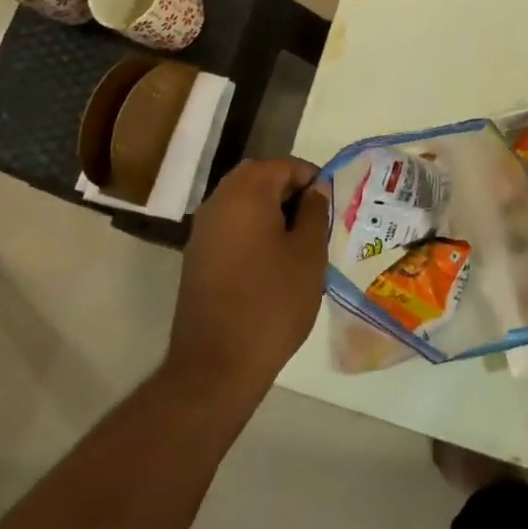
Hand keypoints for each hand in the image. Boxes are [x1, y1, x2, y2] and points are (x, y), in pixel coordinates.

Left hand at [164, 157, 331, 401]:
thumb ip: (315, 213)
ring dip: (270, 210)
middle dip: (288, 191)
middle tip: (315, 220)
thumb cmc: (273, 301)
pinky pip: (230, 226)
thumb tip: (314, 190)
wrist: (217, 363)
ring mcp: (202, 230)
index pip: (283, 165)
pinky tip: (271, 261)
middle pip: (258, 178)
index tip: (330, 204)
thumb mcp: (309, 254)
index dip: (311, 178)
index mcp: (246, 193)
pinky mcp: (197, 256)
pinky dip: (252, 230)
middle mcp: (218, 202)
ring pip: (242, 202)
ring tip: (297, 242)